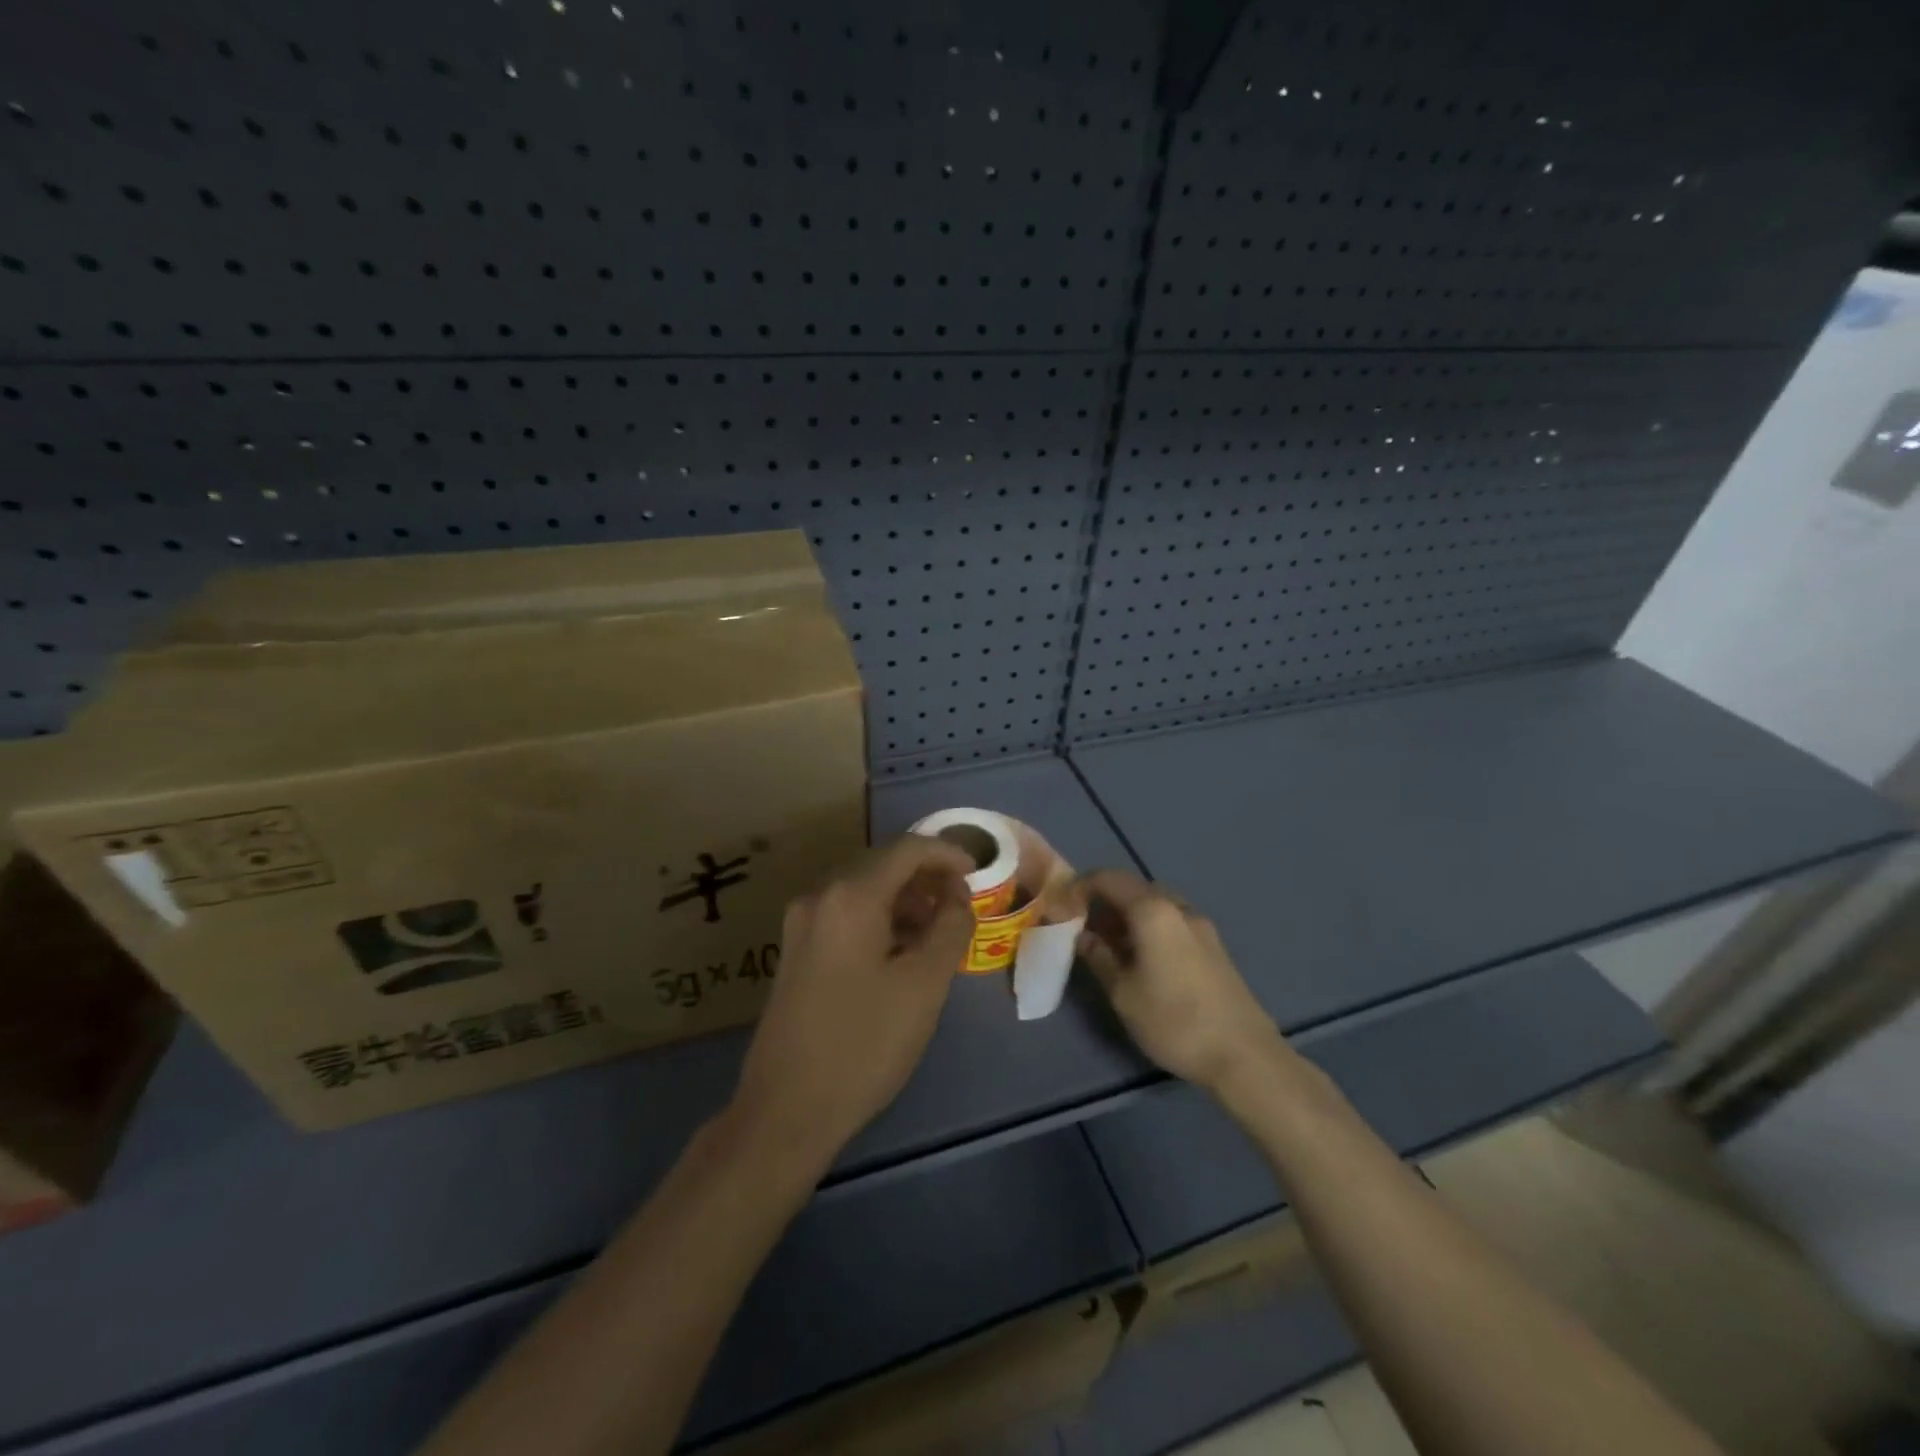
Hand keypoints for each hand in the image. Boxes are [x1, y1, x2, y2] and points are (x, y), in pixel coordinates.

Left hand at [729, 835, 974, 1172]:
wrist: (786, 1110)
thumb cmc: (864, 1043)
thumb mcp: (924, 984)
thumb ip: (950, 928)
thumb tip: (957, 898)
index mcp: (850, 896)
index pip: (907, 849)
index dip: (947, 854)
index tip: (978, 875)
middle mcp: (820, 897)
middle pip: (883, 866)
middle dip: (927, 879)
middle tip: (962, 907)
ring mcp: (801, 925)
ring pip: (864, 893)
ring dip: (906, 903)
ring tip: (939, 934)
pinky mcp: (796, 952)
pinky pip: (847, 917)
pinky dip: (881, 922)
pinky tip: (902, 954)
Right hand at [1076, 868, 1286, 1094]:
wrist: (1244, 1055)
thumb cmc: (1174, 1021)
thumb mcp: (1123, 993)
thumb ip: (1098, 957)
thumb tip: (1081, 936)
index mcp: (1153, 910)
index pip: (1108, 878)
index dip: (1080, 887)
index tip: (1061, 907)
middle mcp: (1178, 907)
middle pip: (1133, 888)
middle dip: (1103, 901)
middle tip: (1080, 927)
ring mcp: (1200, 925)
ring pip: (1154, 905)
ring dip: (1126, 915)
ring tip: (1106, 944)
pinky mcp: (1213, 945)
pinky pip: (1171, 921)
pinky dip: (1148, 927)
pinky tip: (1139, 958)